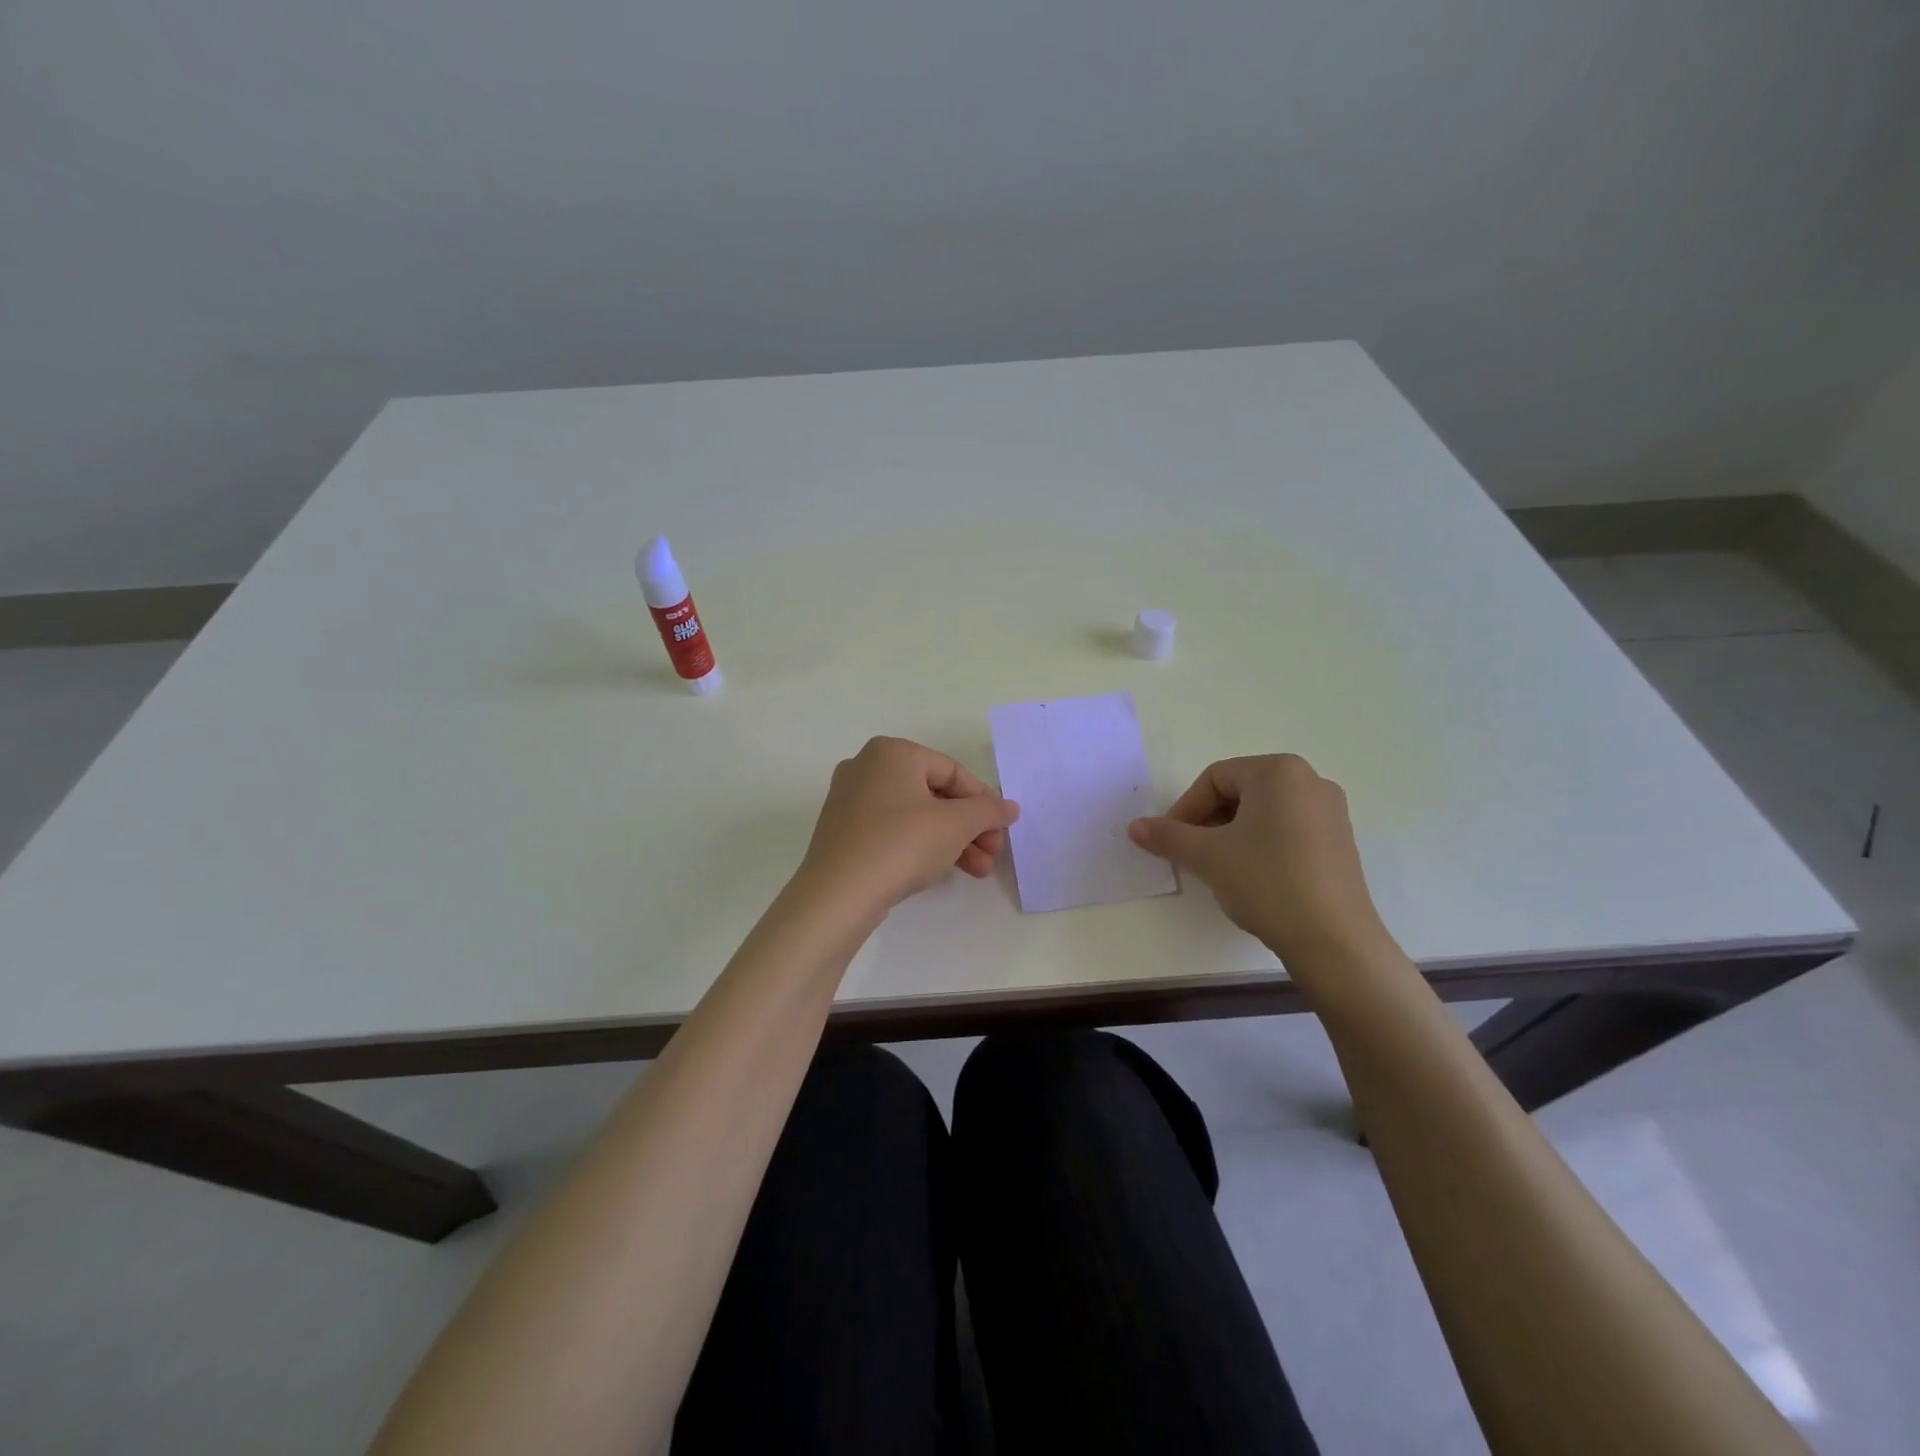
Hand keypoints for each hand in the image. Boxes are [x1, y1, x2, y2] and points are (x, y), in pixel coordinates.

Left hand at [797, 737, 1020, 918]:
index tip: (1002, 829)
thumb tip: (1010, 807)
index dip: (984, 801)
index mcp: (892, 752)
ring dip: (951, 841)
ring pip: (915, 815)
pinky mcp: (842, 832)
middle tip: (992, 854)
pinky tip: (939, 870)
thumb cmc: (901, 844)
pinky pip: (892, 830)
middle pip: (935, 794)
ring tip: (978, 871)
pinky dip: (920, 846)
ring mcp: (850, 800)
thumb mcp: (956, 825)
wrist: (838, 895)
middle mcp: (867, 767)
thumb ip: (988, 811)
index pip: (953, 771)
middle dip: (969, 827)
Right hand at [1128, 754, 1387, 963]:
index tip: (1171, 842)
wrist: (1334, 941)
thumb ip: (1168, 836)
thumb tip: (1135, 827)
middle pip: (1240, 791)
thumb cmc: (1267, 882)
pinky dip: (1261, 845)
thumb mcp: (1207, 857)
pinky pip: (1288, 830)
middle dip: (1208, 821)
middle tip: (1191, 855)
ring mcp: (1331, 812)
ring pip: (1263, 812)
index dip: (1185, 809)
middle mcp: (1310, 781)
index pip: (1214, 778)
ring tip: (1218, 868)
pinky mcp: (1340, 842)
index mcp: (1279, 771)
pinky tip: (1252, 878)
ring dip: (1231, 834)